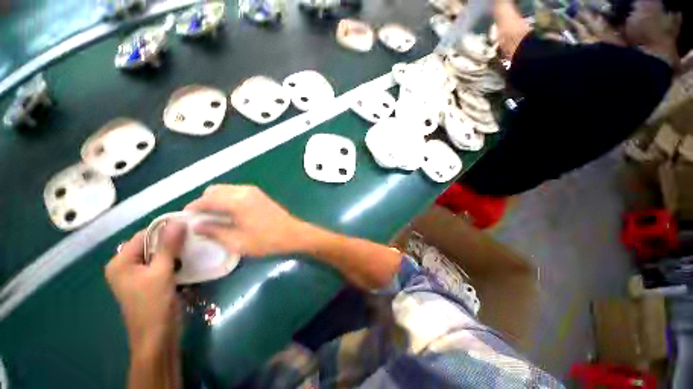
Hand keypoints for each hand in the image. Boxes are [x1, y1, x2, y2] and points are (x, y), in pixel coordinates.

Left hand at [105, 223, 184, 352]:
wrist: (157, 337)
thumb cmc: (154, 304)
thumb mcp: (161, 273)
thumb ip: (169, 246)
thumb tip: (179, 222)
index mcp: (121, 262)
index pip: (144, 235)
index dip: (166, 229)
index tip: (189, 225)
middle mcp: (126, 266)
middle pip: (151, 244)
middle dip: (172, 240)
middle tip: (194, 235)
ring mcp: (138, 275)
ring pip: (159, 254)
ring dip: (175, 250)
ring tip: (194, 245)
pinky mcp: (150, 282)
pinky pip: (162, 264)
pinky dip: (175, 260)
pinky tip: (189, 258)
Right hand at [185, 185, 311, 256]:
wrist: (293, 234)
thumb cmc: (266, 240)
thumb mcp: (236, 241)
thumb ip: (213, 231)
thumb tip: (195, 225)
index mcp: (237, 200)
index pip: (206, 199)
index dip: (192, 208)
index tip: (184, 219)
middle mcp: (243, 190)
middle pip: (214, 190)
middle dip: (203, 202)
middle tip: (200, 220)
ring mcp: (253, 191)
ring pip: (225, 190)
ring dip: (215, 200)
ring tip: (213, 218)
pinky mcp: (259, 194)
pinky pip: (236, 192)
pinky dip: (227, 199)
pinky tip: (228, 214)